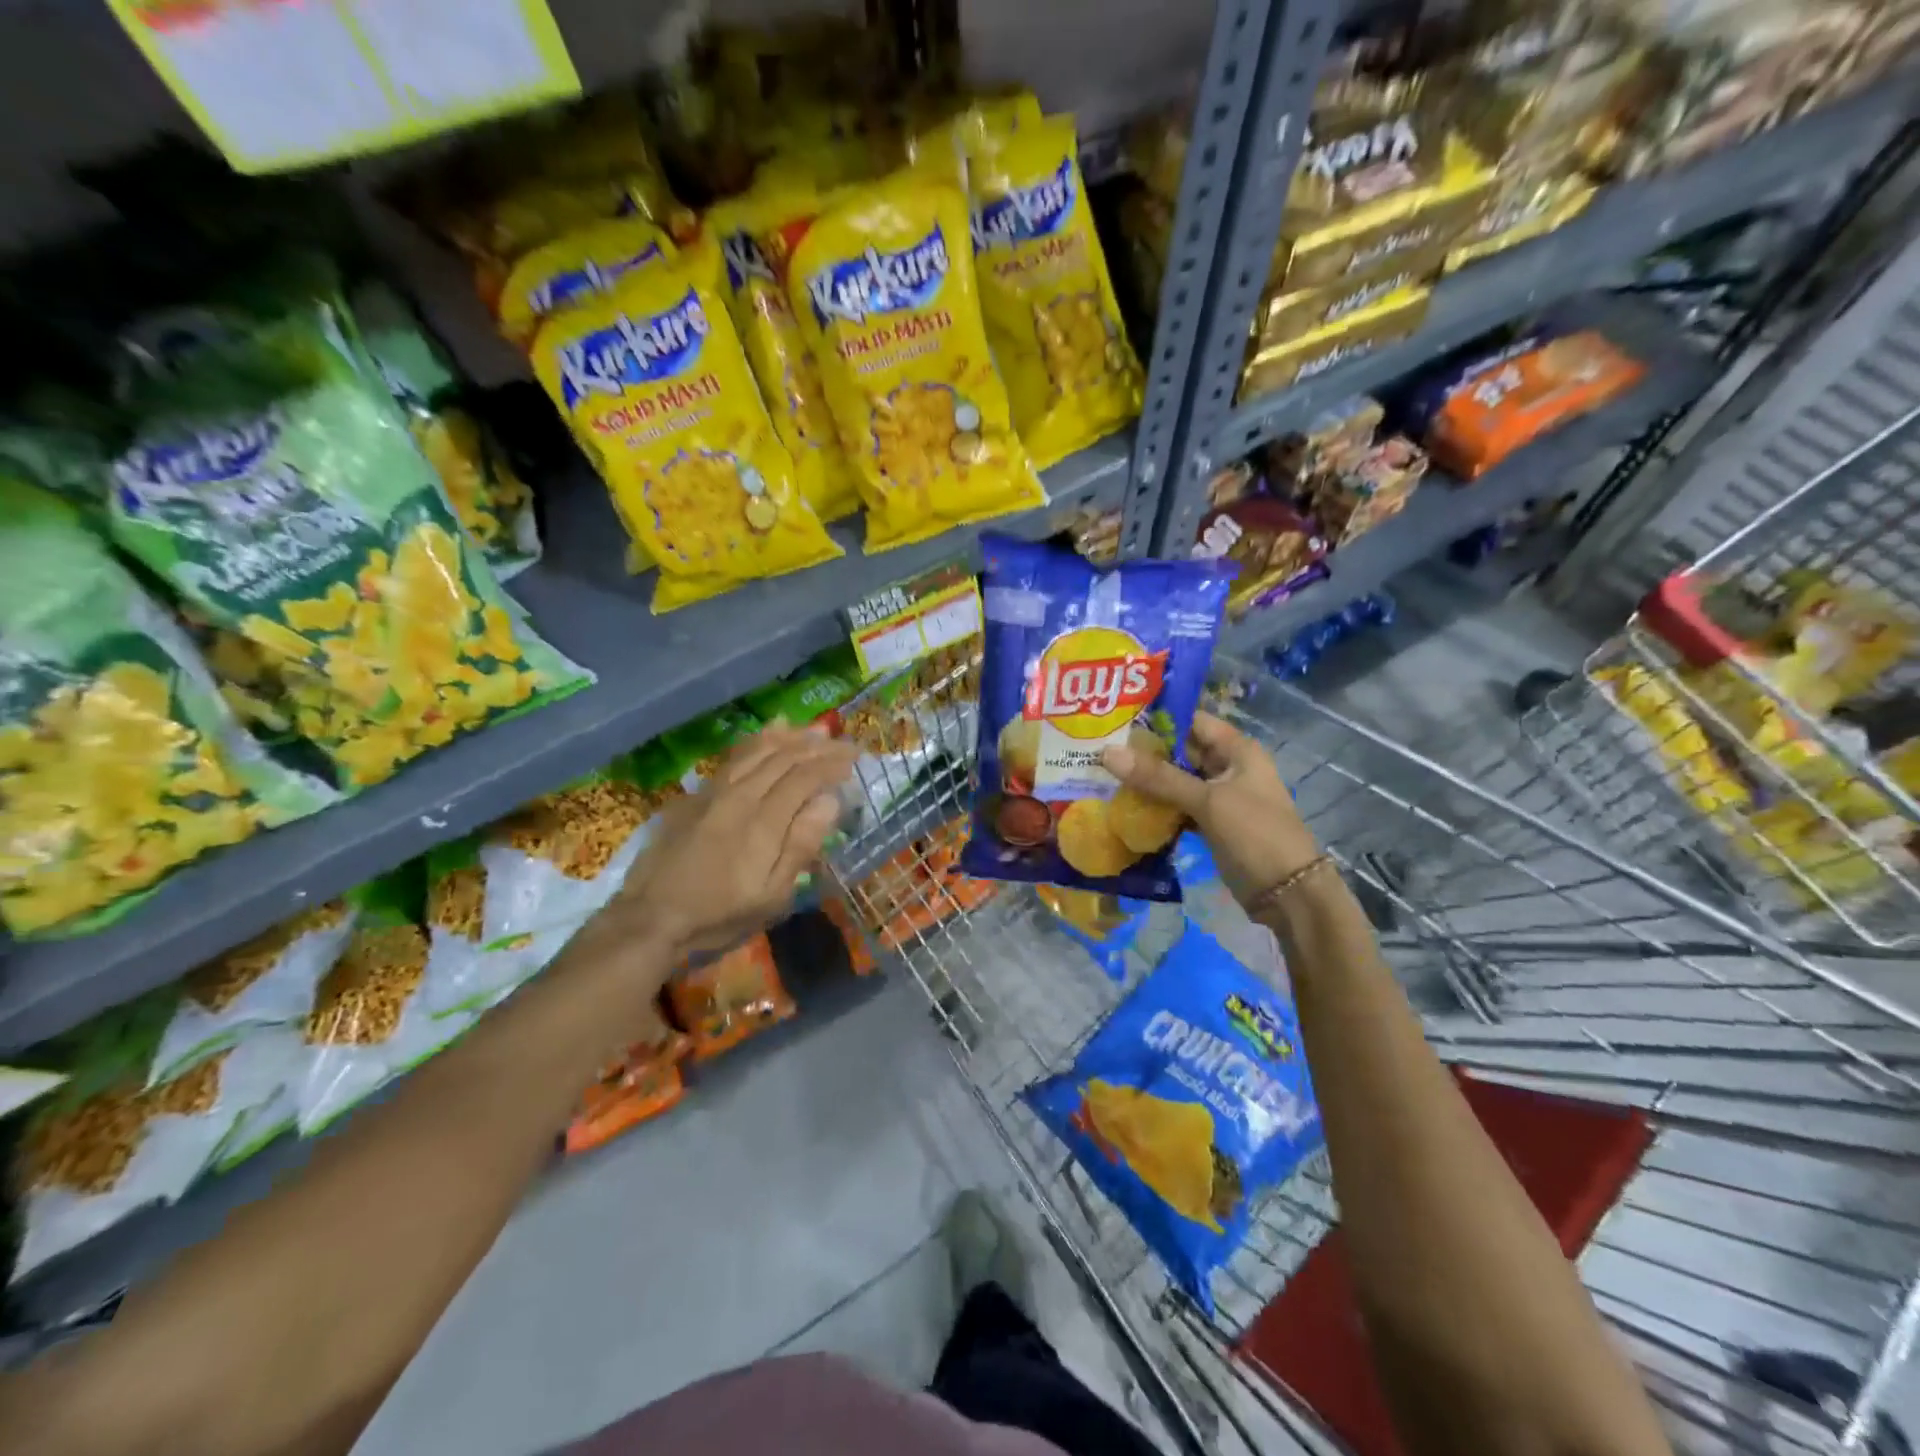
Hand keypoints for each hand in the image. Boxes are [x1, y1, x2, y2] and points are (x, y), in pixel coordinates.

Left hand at [600, 725, 856, 958]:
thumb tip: (829, 801)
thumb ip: (801, 845)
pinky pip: (731, 758)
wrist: (650, 918)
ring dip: (788, 737)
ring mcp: (713, 792)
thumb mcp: (772, 895)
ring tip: (810, 729)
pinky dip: (754, 742)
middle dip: (817, 746)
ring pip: (756, 751)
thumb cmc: (720, 915)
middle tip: (841, 741)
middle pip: (783, 758)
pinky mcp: (694, 796)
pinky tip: (764, 737)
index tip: (855, 756)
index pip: (805, 777)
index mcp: (764, 820)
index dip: (832, 763)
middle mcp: (740, 795)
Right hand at [1101, 709, 1320, 908]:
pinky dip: (1156, 805)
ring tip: (1103, 773)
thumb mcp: (1207, 801)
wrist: (1287, 894)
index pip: (1191, 720)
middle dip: (1144, 751)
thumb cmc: (1255, 834)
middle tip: (1099, 748)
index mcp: (1237, 750)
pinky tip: (1124, 805)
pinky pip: (1177, 805)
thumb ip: (1158, 777)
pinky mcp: (1211, 822)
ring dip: (1147, 780)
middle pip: (1180, 750)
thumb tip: (1107, 752)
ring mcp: (1219, 796)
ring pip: (1176, 779)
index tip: (1116, 718)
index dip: (1156, 717)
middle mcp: (1228, 766)